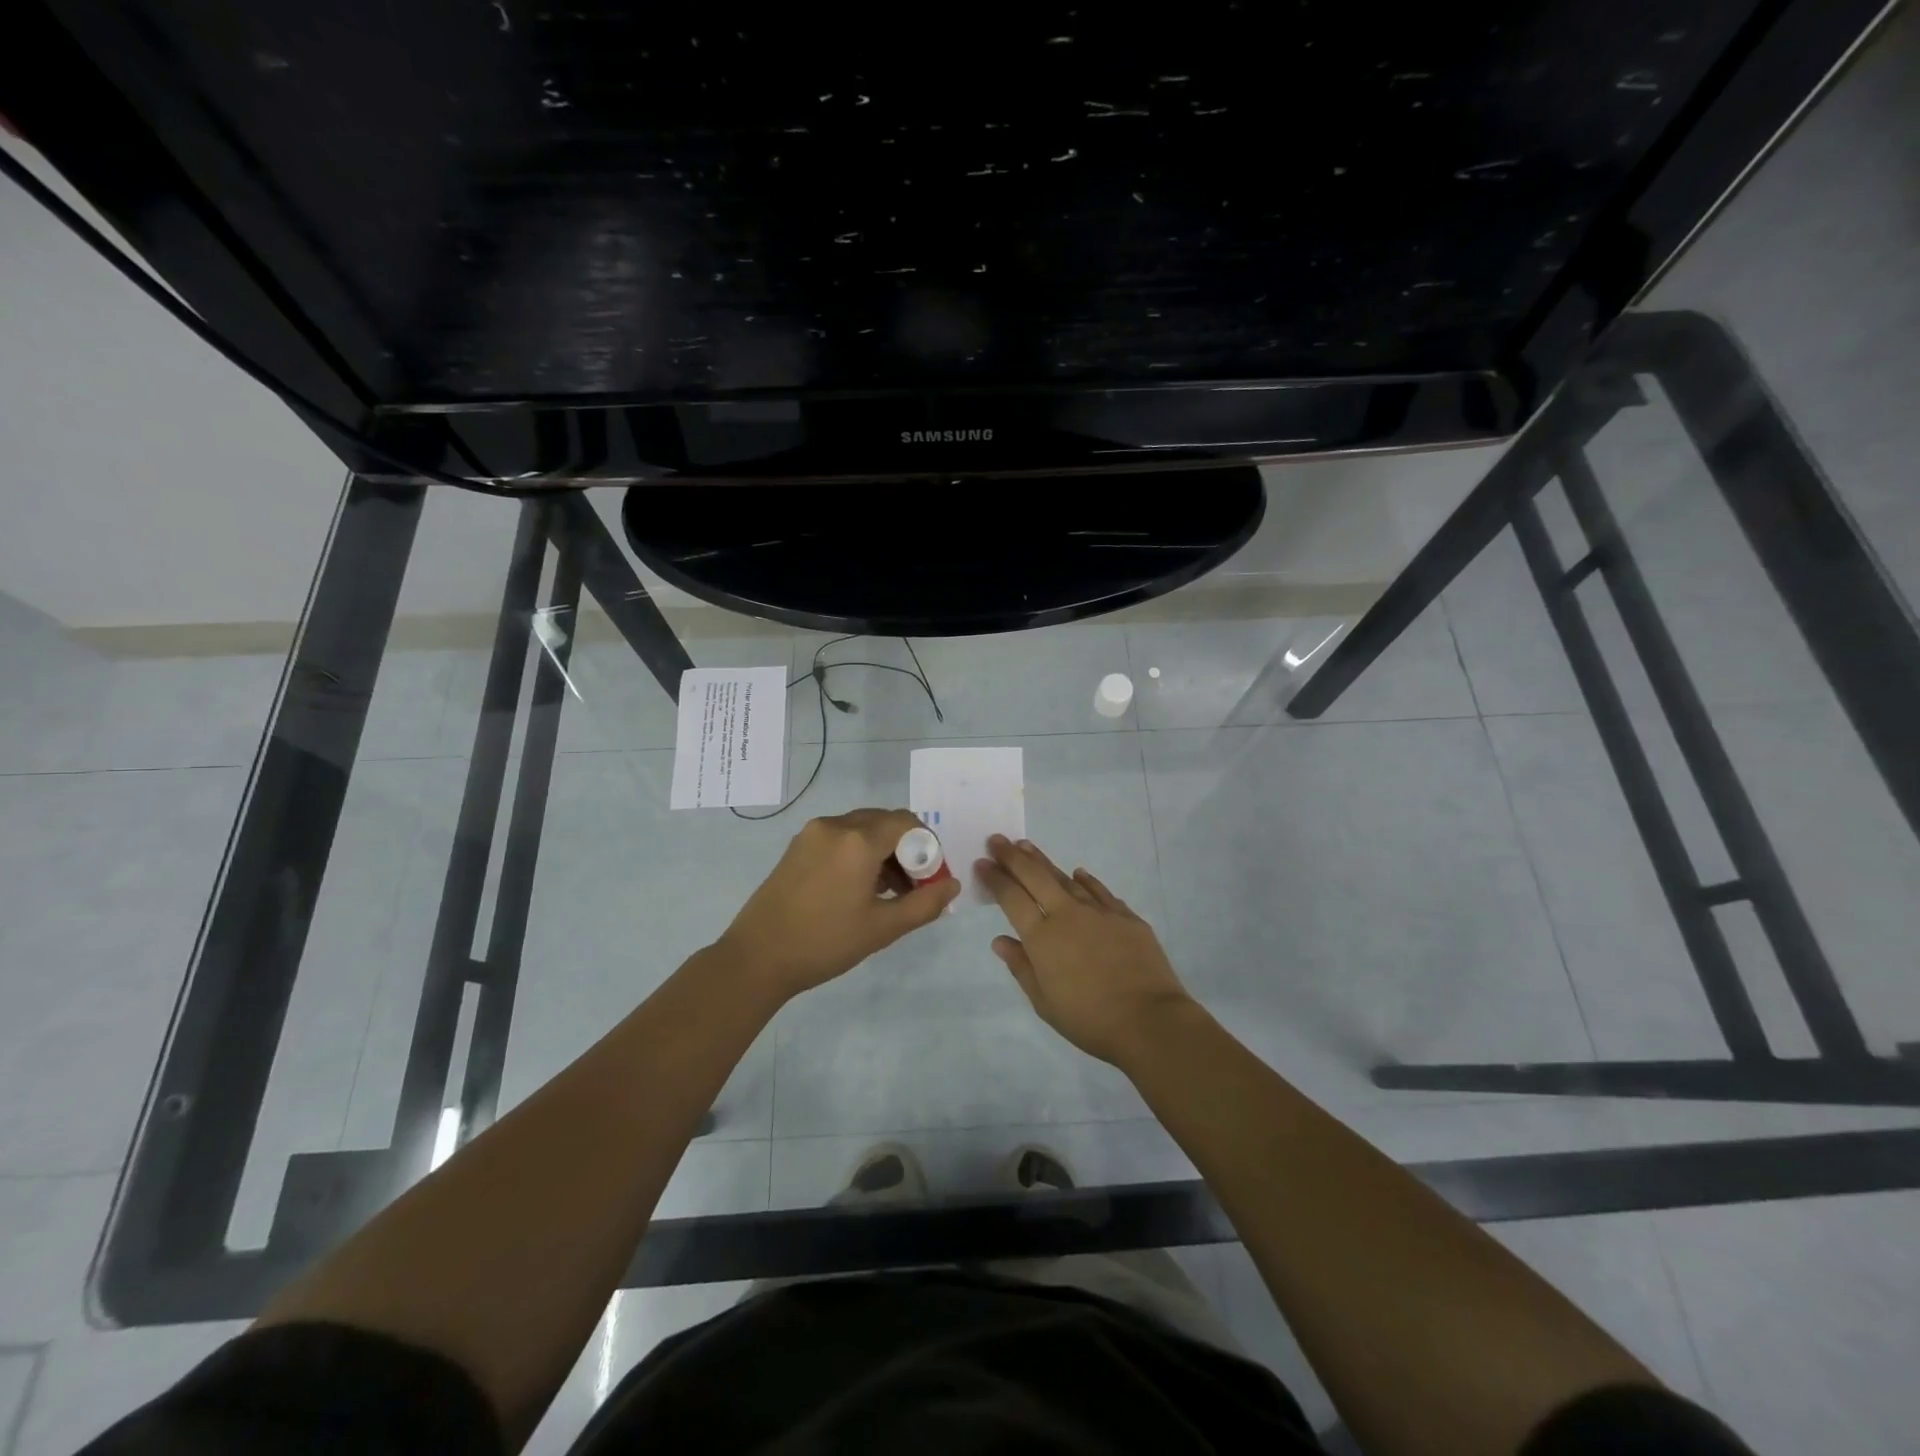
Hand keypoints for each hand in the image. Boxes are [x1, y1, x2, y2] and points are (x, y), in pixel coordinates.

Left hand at [716, 808, 960, 1001]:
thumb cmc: (825, 943)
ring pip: (861, 828)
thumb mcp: (883, 928)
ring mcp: (812, 833)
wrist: (757, 957)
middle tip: (912, 887)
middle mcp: (835, 825)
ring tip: (886, 892)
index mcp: (858, 841)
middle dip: (905, 849)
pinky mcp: (797, 846)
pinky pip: (840, 837)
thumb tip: (952, 885)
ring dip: (882, 850)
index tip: (930, 878)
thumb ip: (925, 904)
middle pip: (884, 822)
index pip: (907, 823)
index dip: (927, 847)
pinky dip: (858, 852)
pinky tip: (857, 888)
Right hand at [975, 835, 1195, 1065]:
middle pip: (1035, 876)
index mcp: (1042, 937)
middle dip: (1012, 856)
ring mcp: (1099, 912)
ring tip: (1027, 847)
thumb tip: (1000, 940)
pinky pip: (1100, 891)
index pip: (1011, 898)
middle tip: (997, 840)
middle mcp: (1067, 915)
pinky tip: (1078, 873)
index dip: (995, 878)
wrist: (1149, 1020)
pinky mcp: (1126, 917)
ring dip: (1044, 861)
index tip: (982, 862)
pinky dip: (1085, 880)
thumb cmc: (1089, 1019)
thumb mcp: (1044, 1002)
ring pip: (1065, 878)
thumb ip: (1021, 966)